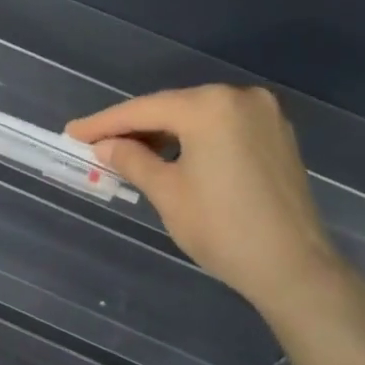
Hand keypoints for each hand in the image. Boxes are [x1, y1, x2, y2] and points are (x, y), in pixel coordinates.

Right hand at [67, 85, 345, 318]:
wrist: (292, 266)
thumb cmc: (221, 229)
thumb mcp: (167, 193)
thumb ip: (132, 160)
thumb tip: (105, 146)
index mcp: (210, 107)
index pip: (144, 110)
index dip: (103, 123)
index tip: (72, 133)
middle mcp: (240, 98)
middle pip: (172, 107)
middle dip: (134, 126)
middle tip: (97, 144)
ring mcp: (264, 114)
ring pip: (198, 116)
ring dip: (164, 132)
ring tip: (129, 152)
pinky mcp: (277, 134)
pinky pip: (223, 127)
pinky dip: (194, 138)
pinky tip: (173, 155)